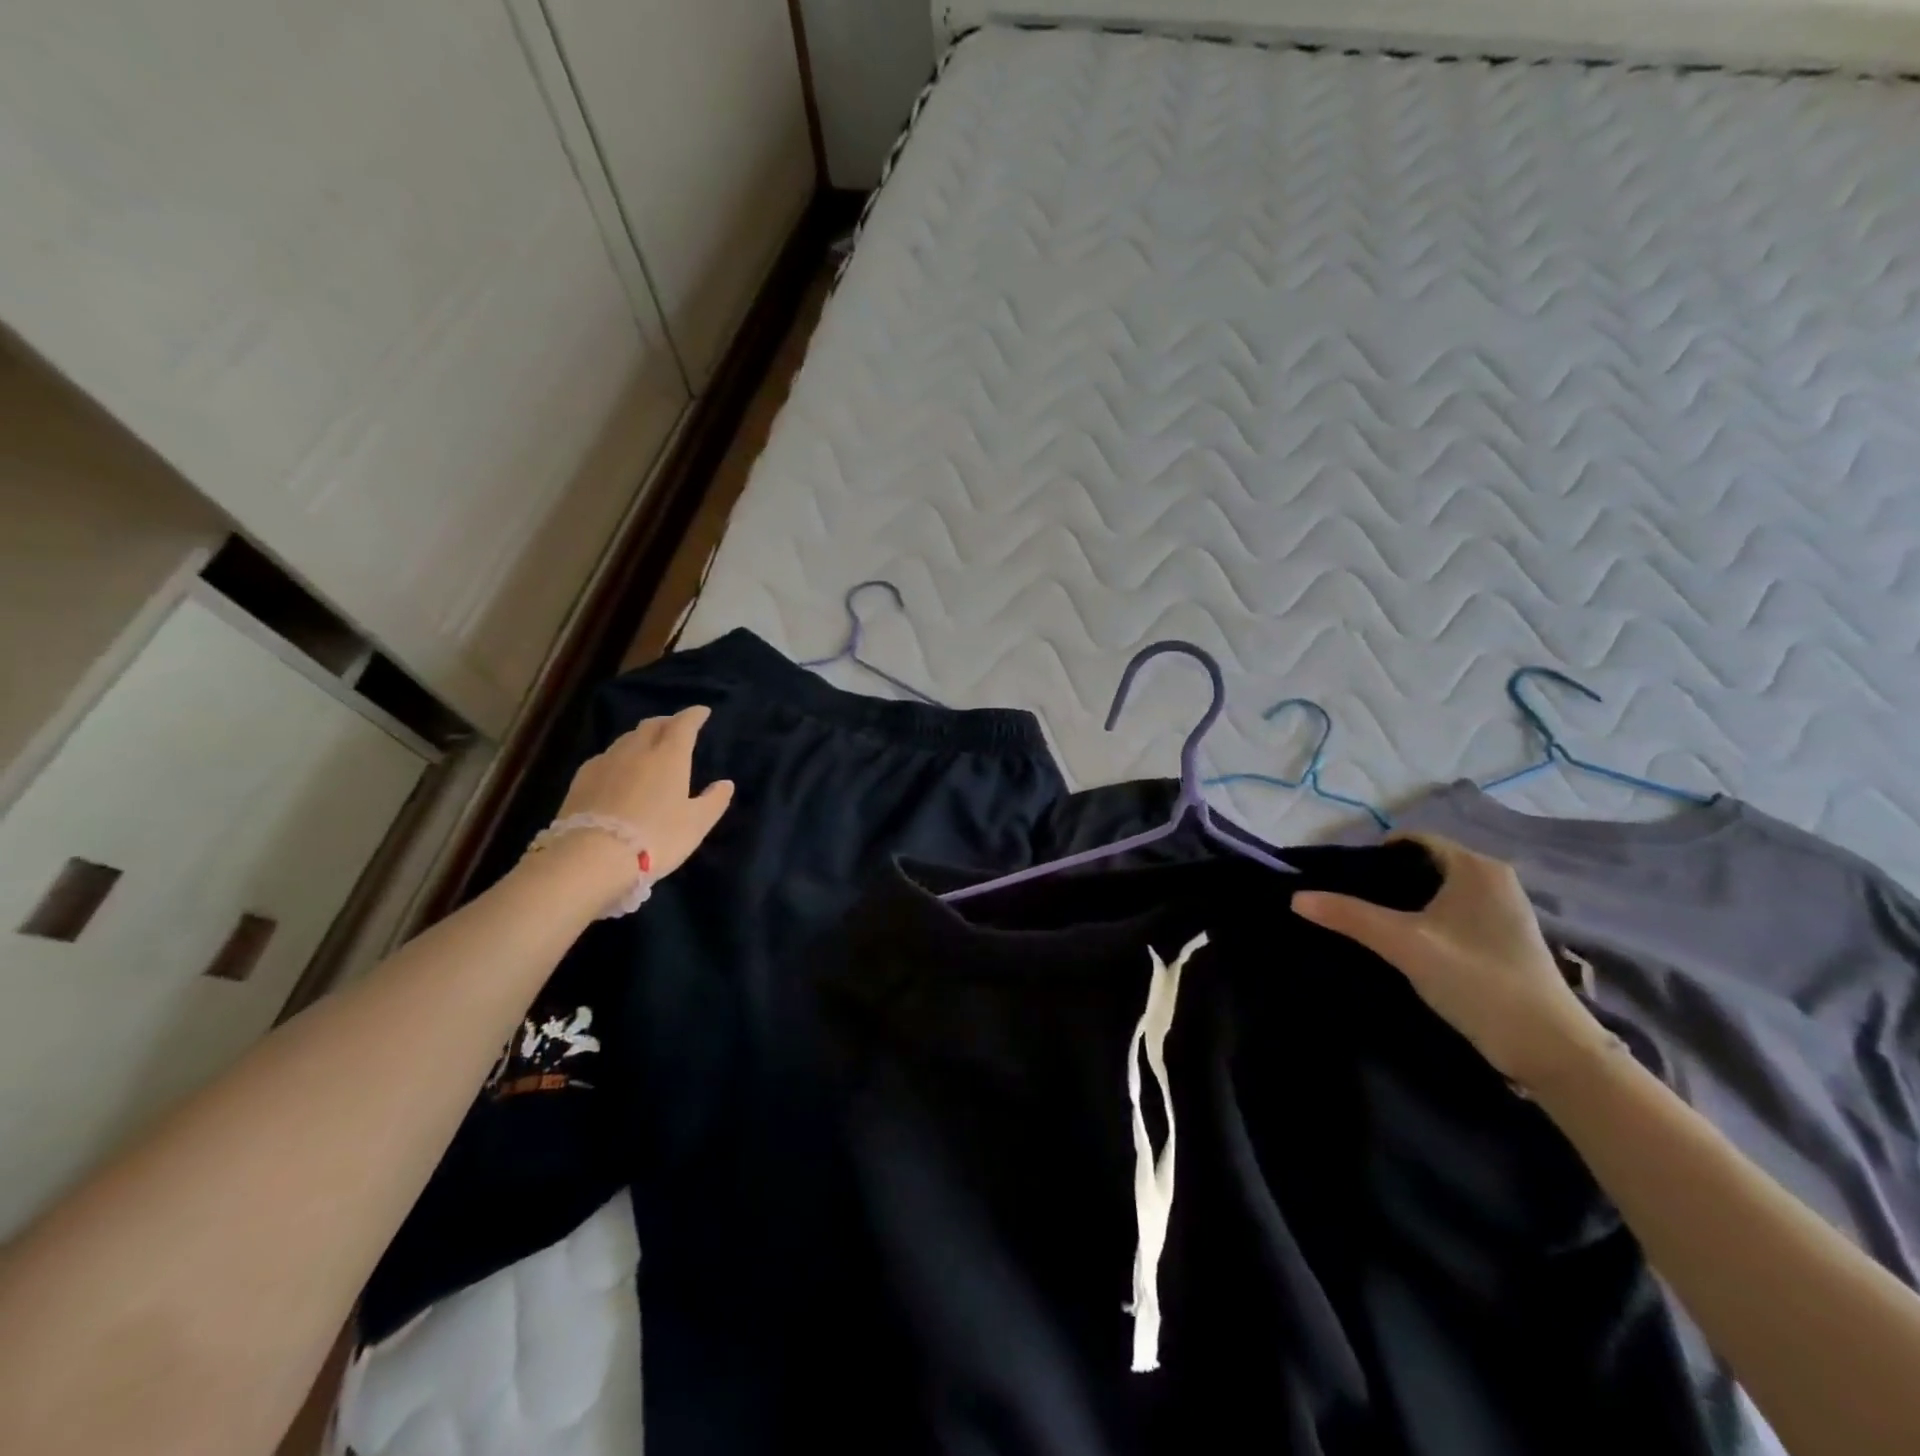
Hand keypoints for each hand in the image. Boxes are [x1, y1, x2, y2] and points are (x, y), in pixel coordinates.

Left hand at [553, 707, 735, 879]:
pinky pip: (606, 757)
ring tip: (648, 747)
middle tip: (676, 727)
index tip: (702, 712)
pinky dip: (619, 756)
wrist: (592, 856)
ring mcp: (605, 762)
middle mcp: (636, 751)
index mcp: (669, 756)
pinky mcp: (581, 779)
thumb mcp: (696, 824)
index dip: (694, 715)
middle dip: (667, 722)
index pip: (683, 725)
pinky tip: (619, 770)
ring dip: (641, 737)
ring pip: (626, 739)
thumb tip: (725, 783)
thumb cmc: (656, 838)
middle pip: (652, 725)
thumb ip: (714, 801)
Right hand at [1292, 834, 1612, 1088]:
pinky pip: (1451, 913)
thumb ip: (1349, 916)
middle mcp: (1493, 879)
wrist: (1549, 1049)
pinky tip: (1404, 945)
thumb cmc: (1477, 981)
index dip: (1372, 855)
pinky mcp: (1503, 938)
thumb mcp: (1404, 944)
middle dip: (1384, 880)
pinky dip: (1424, 920)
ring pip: (1435, 892)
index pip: (1411, 840)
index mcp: (1476, 867)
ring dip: (1402, 904)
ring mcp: (1502, 910)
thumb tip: (1296, 897)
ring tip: (1369, 925)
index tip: (1342, 879)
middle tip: (1348, 903)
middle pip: (1422, 865)